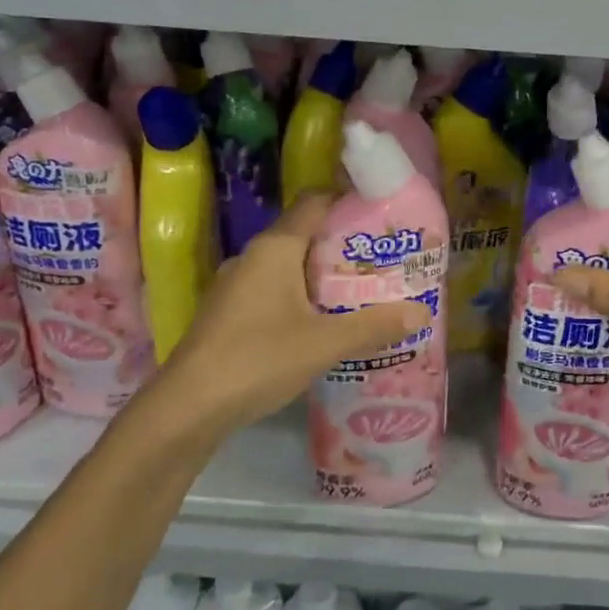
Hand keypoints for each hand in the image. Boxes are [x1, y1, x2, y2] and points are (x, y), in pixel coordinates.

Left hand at [147, 194, 429, 443]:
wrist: (186, 409)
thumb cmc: (257, 360)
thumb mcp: (325, 343)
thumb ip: (374, 326)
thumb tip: (422, 313)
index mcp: (276, 248)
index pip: (315, 202)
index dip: (349, 201)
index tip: (383, 216)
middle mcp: (254, 256)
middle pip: (306, 234)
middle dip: (345, 245)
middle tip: (385, 261)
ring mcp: (237, 285)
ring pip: (290, 265)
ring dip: (324, 274)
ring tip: (363, 292)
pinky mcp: (230, 312)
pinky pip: (275, 289)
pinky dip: (303, 296)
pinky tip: (324, 323)